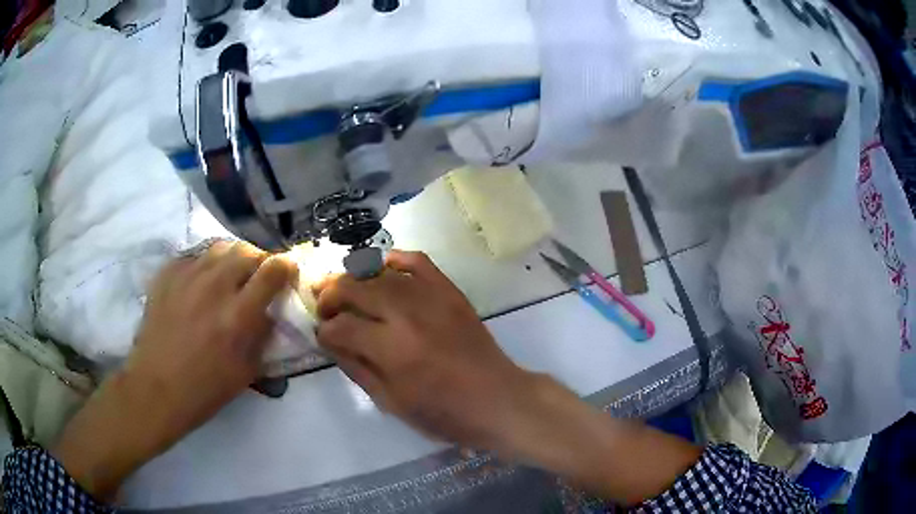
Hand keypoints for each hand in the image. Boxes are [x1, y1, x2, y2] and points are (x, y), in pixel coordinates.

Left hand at [53, 241, 297, 498]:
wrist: (156, 387)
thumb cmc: (204, 389)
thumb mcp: (246, 372)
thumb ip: (262, 336)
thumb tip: (270, 312)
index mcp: (238, 315)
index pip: (273, 270)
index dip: (287, 266)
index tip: (288, 272)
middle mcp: (214, 286)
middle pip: (247, 250)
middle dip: (259, 260)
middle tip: (257, 277)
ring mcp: (187, 276)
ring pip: (220, 247)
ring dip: (232, 258)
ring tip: (229, 276)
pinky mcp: (167, 274)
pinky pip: (193, 256)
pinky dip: (204, 265)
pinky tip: (200, 283)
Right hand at [313, 250, 534, 451]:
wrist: (497, 400)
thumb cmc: (444, 413)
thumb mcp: (391, 402)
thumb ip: (356, 368)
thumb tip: (331, 342)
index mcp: (392, 350)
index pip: (342, 327)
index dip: (325, 331)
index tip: (323, 336)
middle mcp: (408, 316)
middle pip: (354, 289)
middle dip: (330, 296)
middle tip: (324, 308)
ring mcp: (431, 298)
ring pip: (380, 273)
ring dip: (354, 278)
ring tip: (343, 289)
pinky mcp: (450, 291)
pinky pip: (417, 262)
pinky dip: (395, 258)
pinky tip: (381, 267)